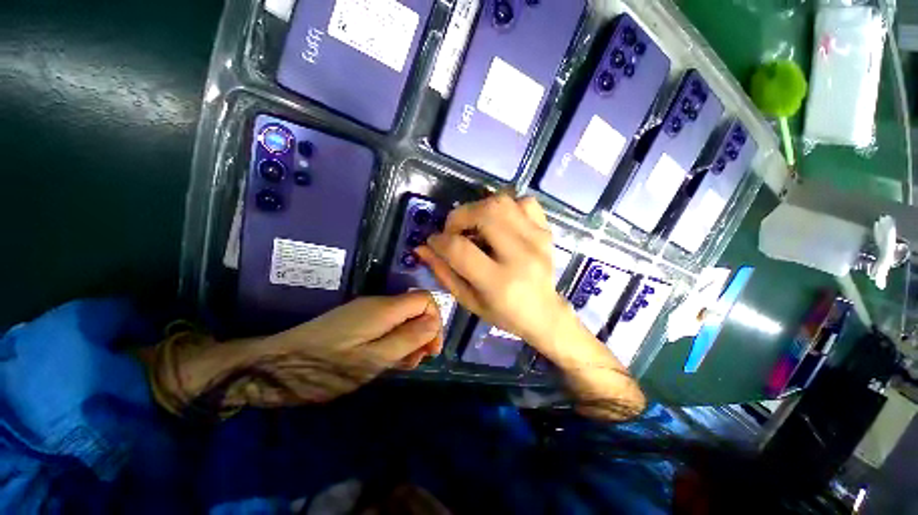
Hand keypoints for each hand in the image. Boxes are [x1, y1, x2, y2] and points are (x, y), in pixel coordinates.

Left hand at [250, 291, 443, 404]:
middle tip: (414, 362)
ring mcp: (365, 312)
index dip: (435, 321)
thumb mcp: (373, 359)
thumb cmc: (325, 367)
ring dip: (408, 341)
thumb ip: (408, 339)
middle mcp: (378, 303)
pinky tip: (384, 361)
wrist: (273, 367)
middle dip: (422, 334)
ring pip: (402, 320)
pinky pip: (386, 326)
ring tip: (399, 366)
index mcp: (384, 308)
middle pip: (415, 310)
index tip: (430, 350)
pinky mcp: (356, 322)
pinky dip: (393, 342)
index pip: (425, 299)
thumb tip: (434, 323)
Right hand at [415, 194, 565, 347]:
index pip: (460, 249)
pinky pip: (524, 201)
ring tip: (475, 224)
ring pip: (502, 202)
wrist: (544, 312)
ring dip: (480, 208)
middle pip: (485, 213)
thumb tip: (423, 247)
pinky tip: (501, 222)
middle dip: (459, 216)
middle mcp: (520, 256)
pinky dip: (507, 206)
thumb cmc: (503, 313)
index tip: (433, 242)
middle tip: (454, 230)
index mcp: (498, 282)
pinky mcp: (546, 231)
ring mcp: (537, 239)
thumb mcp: (468, 300)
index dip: (439, 241)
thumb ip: (443, 273)